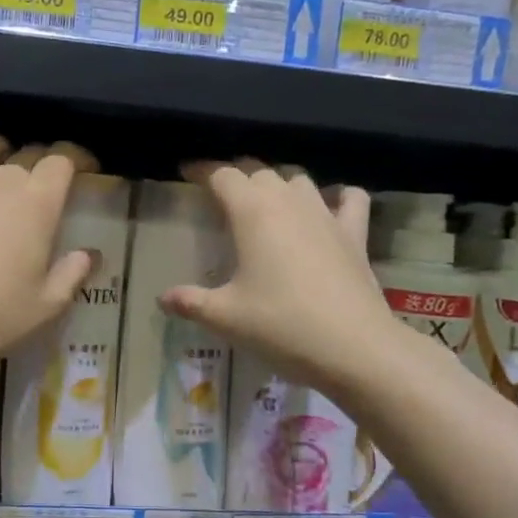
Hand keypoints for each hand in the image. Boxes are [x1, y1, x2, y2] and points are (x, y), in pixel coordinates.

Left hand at [0, 130, 95, 375]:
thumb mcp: (48, 304)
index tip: (84, 171)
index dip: (76, 160)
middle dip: (40, 165)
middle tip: (43, 188)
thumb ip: (73, 273)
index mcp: (38, 201)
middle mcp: (1, 179)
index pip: (62, 160)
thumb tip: (88, 255)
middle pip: (26, 155)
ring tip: (3, 164)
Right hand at [159, 162, 395, 389]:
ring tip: (266, 202)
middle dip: (238, 176)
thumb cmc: (279, 325)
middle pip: (260, 172)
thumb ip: (190, 302)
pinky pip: (349, 199)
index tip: (186, 172)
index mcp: (252, 212)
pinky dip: (336, 196)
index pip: (222, 176)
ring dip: (279, 184)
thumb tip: (163, 298)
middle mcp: (289, 202)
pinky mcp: (354, 234)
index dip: (203, 171)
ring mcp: (326, 215)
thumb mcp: (224, 317)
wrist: (353, 346)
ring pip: (299, 180)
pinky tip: (329, 207)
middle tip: (221, 194)